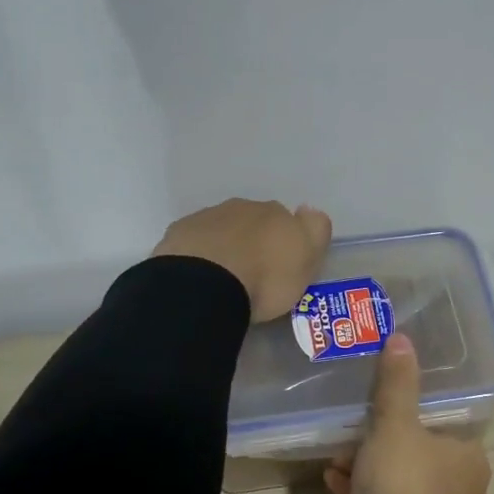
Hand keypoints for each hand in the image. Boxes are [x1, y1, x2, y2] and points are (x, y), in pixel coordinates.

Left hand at [154, 199, 332, 321]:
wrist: (205, 286)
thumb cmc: (265, 278)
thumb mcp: (307, 258)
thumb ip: (315, 230)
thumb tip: (308, 210)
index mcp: (275, 213)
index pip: (286, 220)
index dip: (285, 241)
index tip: (282, 266)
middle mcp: (241, 208)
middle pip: (252, 222)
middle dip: (254, 241)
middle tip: (254, 274)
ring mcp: (206, 218)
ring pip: (222, 229)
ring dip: (225, 247)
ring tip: (224, 279)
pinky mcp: (178, 235)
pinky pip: (195, 243)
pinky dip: (199, 255)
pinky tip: (200, 278)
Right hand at [326, 334, 491, 493]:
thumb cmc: (404, 485)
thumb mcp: (396, 425)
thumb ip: (397, 383)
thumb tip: (401, 337)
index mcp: (469, 457)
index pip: (446, 421)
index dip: (416, 408)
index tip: (387, 397)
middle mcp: (459, 486)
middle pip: (419, 450)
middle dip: (384, 438)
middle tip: (356, 425)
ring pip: (398, 478)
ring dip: (368, 464)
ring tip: (338, 452)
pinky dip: (361, 491)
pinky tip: (333, 479)